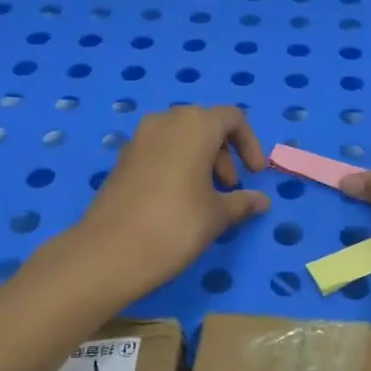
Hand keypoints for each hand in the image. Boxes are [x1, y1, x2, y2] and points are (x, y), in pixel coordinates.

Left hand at [75, 105, 270, 295]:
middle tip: (230, 189)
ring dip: (201, 160)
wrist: (109, 252)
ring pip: (180, 138)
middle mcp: (166, 122)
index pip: (232, 118)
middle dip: (224, 154)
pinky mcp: (122, 159)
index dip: (250, 144)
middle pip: (205, 125)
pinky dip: (177, 166)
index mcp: (195, 125)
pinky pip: (159, 151)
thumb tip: (261, 201)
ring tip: (206, 198)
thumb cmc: (175, 225)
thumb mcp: (217, 215)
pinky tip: (178, 201)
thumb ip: (242, 202)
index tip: (255, 175)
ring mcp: (139, 139)